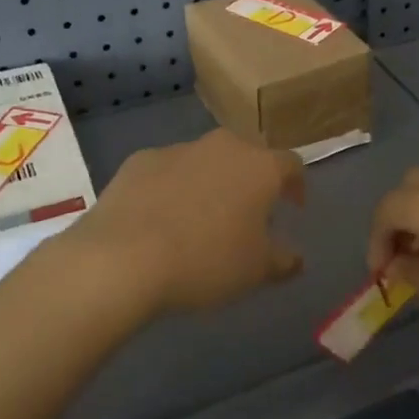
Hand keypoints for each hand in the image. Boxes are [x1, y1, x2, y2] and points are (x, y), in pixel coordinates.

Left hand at [68, 129, 305, 313]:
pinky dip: (171, 188)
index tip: (293, 208)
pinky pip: (167, 172)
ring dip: (210, 183)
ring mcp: (178, 149)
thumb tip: (296, 258)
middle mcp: (223, 146)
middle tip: (247, 214)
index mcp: (260, 167)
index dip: (296, 186)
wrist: (123, 258)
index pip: (291, 165)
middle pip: (247, 156)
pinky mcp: (139, 161)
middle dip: (251, 181)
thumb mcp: (256, 271)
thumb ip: (283, 261)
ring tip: (200, 220)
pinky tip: (160, 220)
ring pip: (205, 161)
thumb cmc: (206, 261)